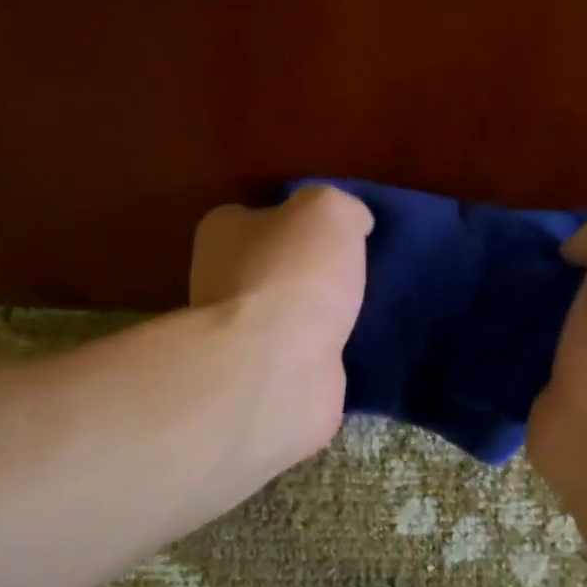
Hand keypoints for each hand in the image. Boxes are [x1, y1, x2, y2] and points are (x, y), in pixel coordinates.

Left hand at [190, 185, 373, 460]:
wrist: (274, 369)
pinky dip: (324, 354)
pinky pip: (301, 356)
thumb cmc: (292, 274)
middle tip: (356, 273)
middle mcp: (220, 282)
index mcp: (223, 233)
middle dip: (309, 272)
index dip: (296, 220)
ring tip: (366, 311)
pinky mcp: (263, 378)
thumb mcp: (329, 210)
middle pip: (272, 267)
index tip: (335, 232)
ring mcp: (239, 336)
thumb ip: (342, 208)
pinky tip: (356, 350)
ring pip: (287, 315)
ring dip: (319, 317)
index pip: (256, 216)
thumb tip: (354, 222)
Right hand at [527, 209, 586, 553]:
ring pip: (561, 321)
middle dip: (557, 278)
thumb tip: (572, 251)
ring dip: (532, 312)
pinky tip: (493, 336)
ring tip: (499, 300)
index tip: (556, 249)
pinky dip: (517, 346)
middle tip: (520, 274)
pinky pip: (537, 355)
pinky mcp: (564, 391)